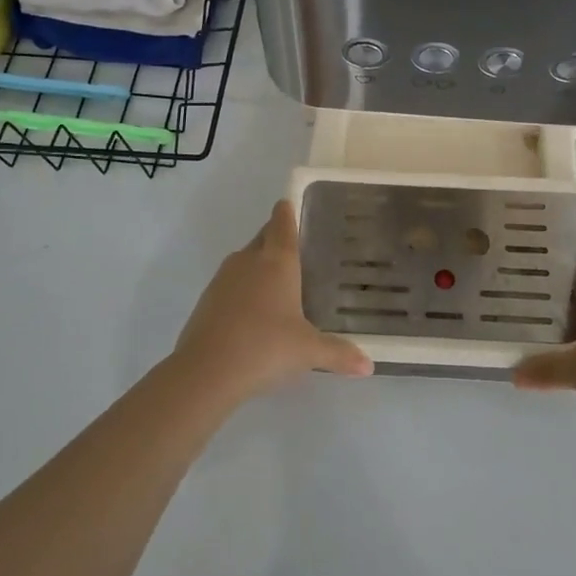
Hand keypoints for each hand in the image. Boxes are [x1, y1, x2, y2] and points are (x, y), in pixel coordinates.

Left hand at [169, 200, 372, 401]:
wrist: (205, 372)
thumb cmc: (266, 348)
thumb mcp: (309, 352)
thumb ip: (339, 354)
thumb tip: (369, 365)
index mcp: (277, 262)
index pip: (282, 224)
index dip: (287, 212)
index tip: (290, 203)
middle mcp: (248, 261)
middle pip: (263, 238)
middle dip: (276, 237)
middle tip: (296, 247)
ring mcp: (223, 279)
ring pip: (244, 261)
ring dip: (258, 265)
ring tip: (278, 282)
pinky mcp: (206, 300)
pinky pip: (230, 284)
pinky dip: (243, 289)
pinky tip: (254, 312)